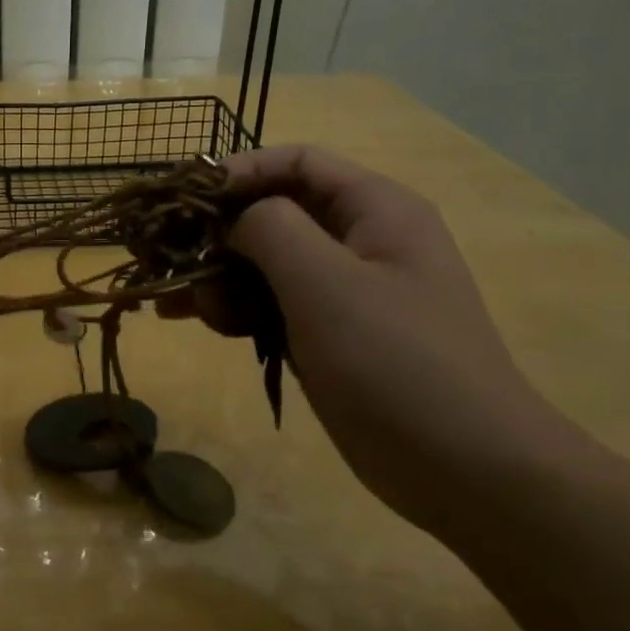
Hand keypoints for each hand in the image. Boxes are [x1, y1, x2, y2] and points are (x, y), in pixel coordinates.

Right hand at [166, 146, 568, 531]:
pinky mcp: (327, 335)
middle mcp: (358, 241)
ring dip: (216, 275)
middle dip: (216, 232)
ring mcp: (342, 292)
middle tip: (166, 257)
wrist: (463, 468)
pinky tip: (192, 320)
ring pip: (264, 263)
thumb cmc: (395, 361)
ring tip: (173, 302)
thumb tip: (234, 221)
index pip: (298, 162)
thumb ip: (270, 229)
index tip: (184, 197)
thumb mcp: (326, 282)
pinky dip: (231, 308)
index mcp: (375, 211)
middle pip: (274, 212)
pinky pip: (269, 304)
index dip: (239, 169)